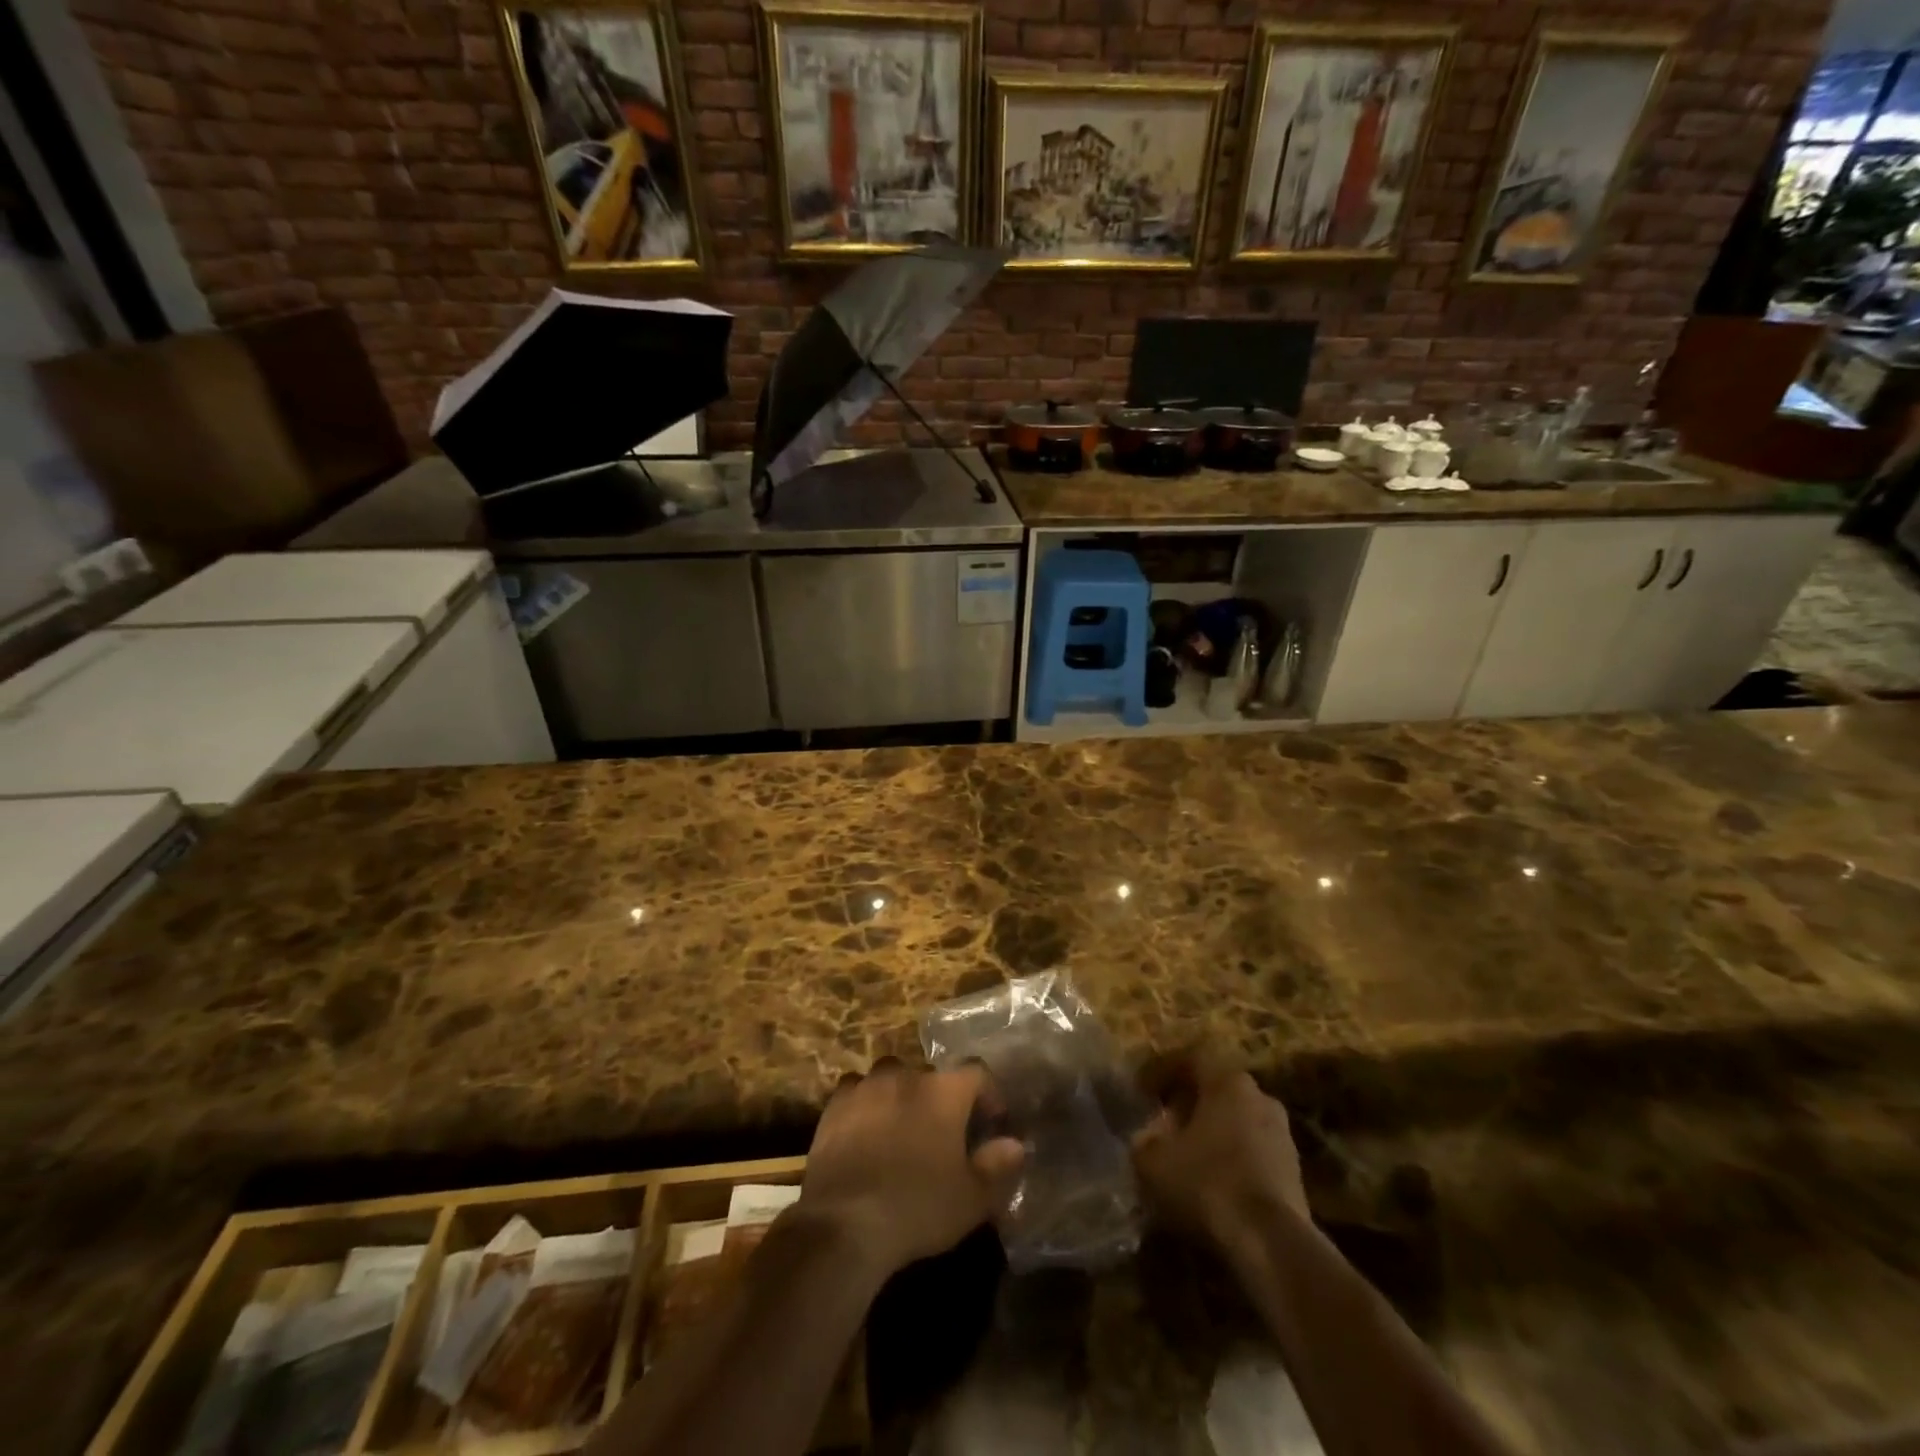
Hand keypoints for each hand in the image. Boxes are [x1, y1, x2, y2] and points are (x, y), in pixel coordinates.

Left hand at [798, 1059, 1024, 1277]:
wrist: (845, 1222)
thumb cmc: (917, 1207)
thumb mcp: (970, 1198)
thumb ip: (996, 1166)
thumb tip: (1015, 1145)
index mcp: (945, 1091)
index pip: (977, 1073)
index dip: (988, 1094)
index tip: (991, 1122)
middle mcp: (907, 1075)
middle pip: (932, 1075)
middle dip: (941, 1098)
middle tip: (944, 1133)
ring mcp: (868, 1085)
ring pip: (892, 1078)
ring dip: (902, 1096)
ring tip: (902, 1128)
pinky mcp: (835, 1103)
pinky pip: (857, 1091)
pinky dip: (866, 1104)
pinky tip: (865, 1131)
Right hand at [1131, 1052, 1308, 1252]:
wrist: (1271, 1244)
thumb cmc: (1207, 1183)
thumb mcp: (1153, 1160)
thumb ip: (1144, 1140)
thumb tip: (1145, 1137)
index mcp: (1227, 1081)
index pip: (1190, 1059)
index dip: (1161, 1071)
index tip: (1141, 1090)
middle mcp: (1260, 1097)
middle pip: (1216, 1090)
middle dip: (1188, 1103)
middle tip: (1163, 1122)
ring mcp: (1282, 1134)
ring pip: (1236, 1121)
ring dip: (1211, 1133)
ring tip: (1186, 1156)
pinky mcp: (1294, 1172)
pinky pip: (1252, 1152)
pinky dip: (1230, 1159)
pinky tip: (1212, 1182)